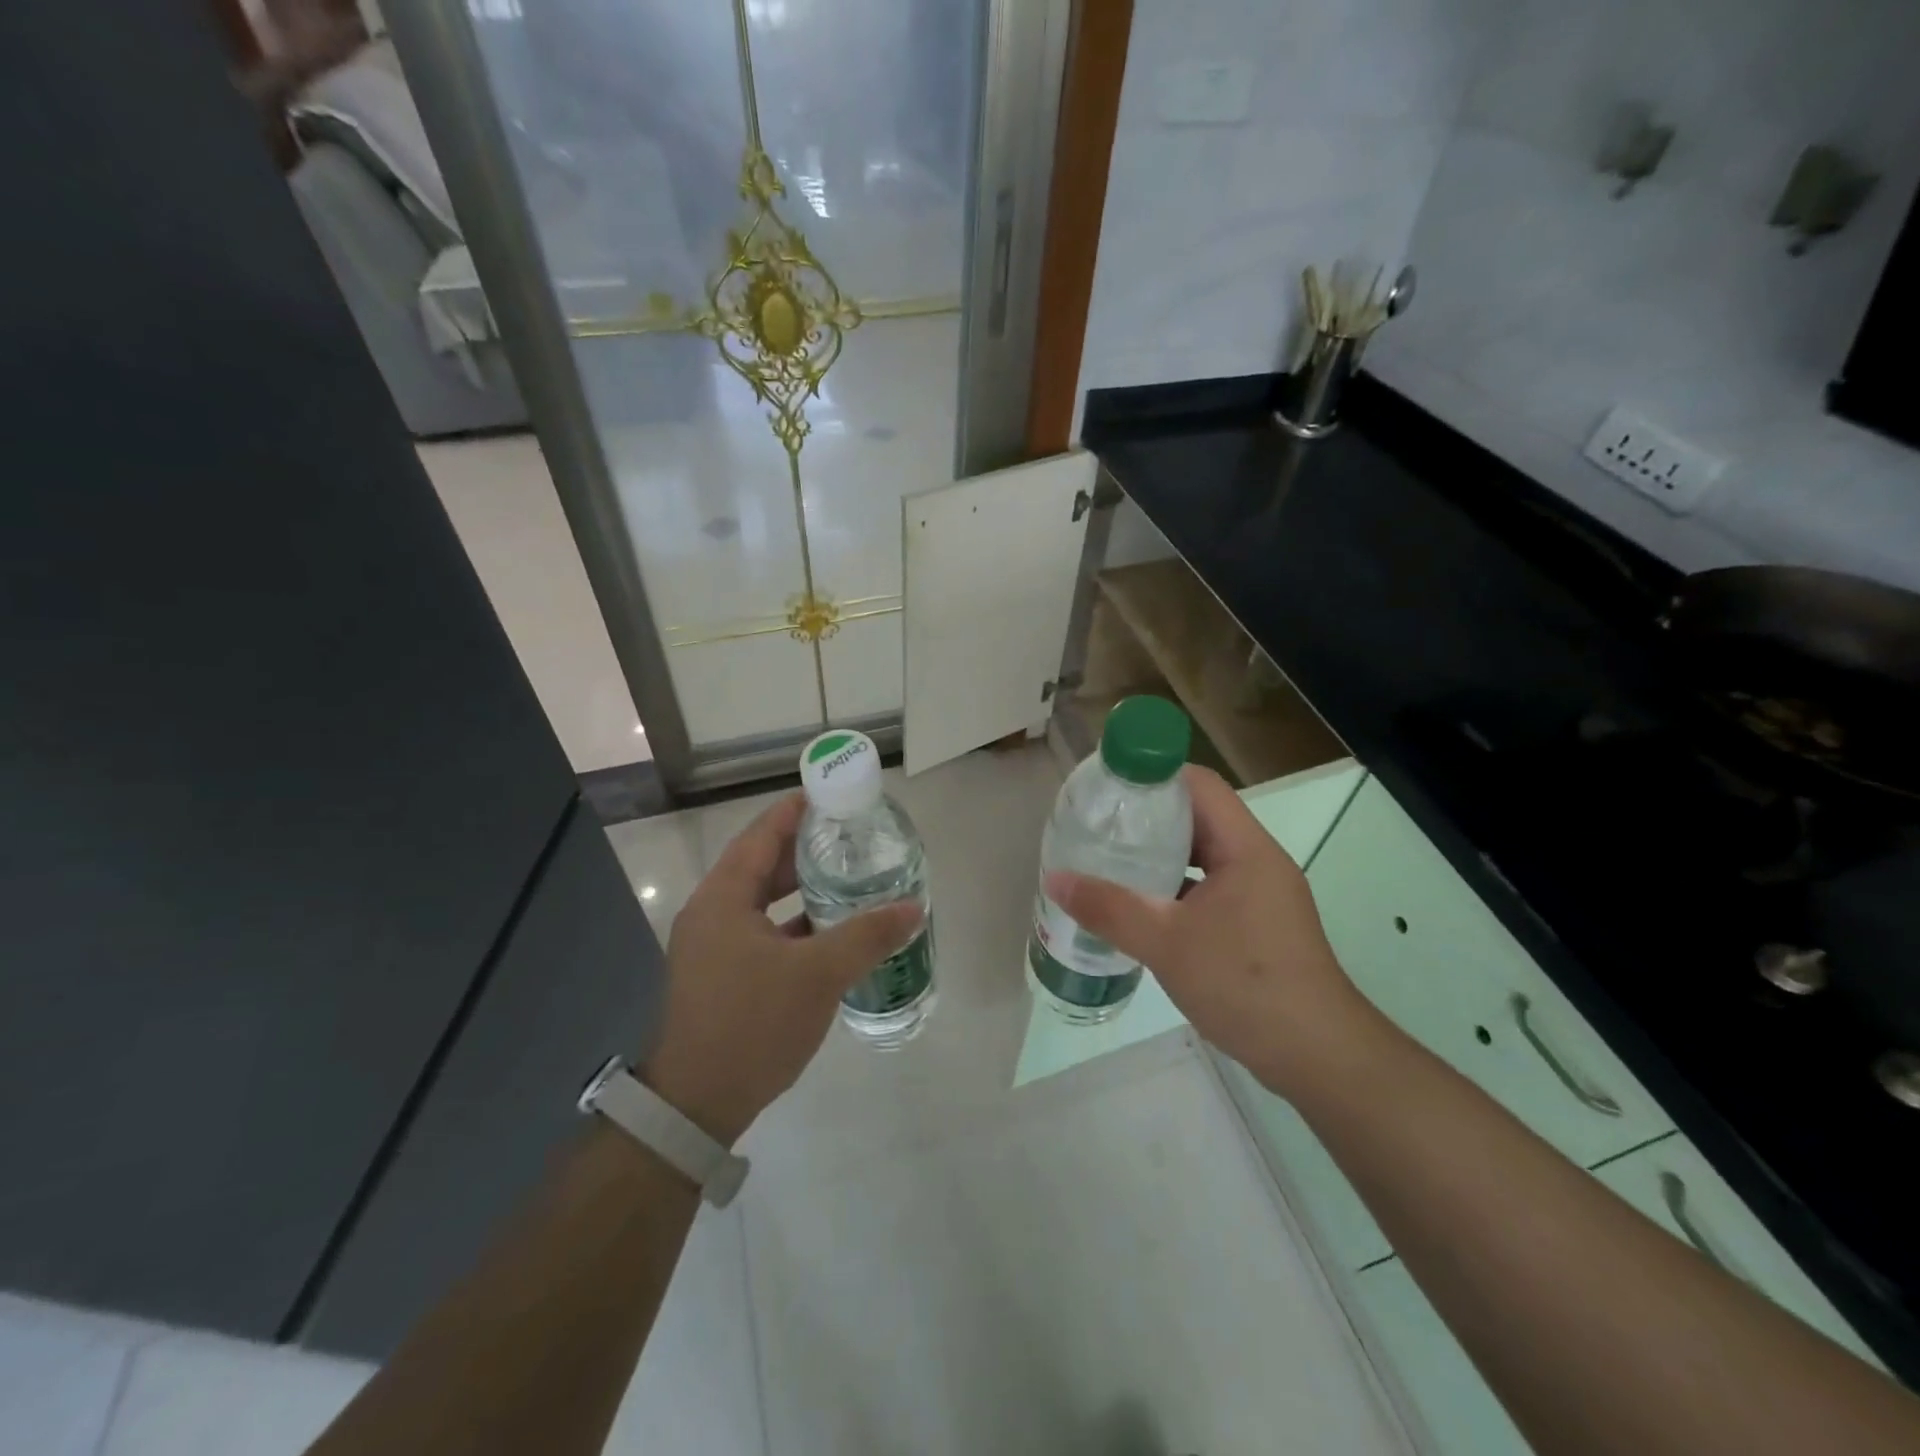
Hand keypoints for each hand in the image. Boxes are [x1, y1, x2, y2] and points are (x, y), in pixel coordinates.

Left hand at [641, 793, 921, 1144]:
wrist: (697, 1104)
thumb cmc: (753, 1023)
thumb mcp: (818, 975)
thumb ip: (867, 936)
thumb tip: (914, 909)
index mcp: (724, 898)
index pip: (762, 834)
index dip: (796, 811)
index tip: (833, 795)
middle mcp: (712, 913)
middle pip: (762, 864)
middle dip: (805, 849)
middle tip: (851, 836)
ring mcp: (714, 947)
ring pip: (763, 901)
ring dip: (801, 888)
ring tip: (847, 876)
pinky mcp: (722, 975)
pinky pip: (763, 931)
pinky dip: (794, 923)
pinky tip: (830, 930)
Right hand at [1044, 765, 1374, 1098]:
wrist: (1317, 1055)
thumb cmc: (1245, 984)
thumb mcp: (1166, 943)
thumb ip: (1108, 908)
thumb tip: (1054, 879)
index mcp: (1245, 848)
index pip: (1199, 785)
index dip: (1153, 775)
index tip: (1108, 787)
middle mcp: (1257, 860)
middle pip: (1199, 816)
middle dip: (1148, 816)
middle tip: (1099, 823)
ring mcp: (1260, 893)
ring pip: (1204, 854)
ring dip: (1161, 853)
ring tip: (1110, 859)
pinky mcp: (1257, 923)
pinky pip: (1210, 886)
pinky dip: (1176, 885)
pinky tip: (1141, 905)